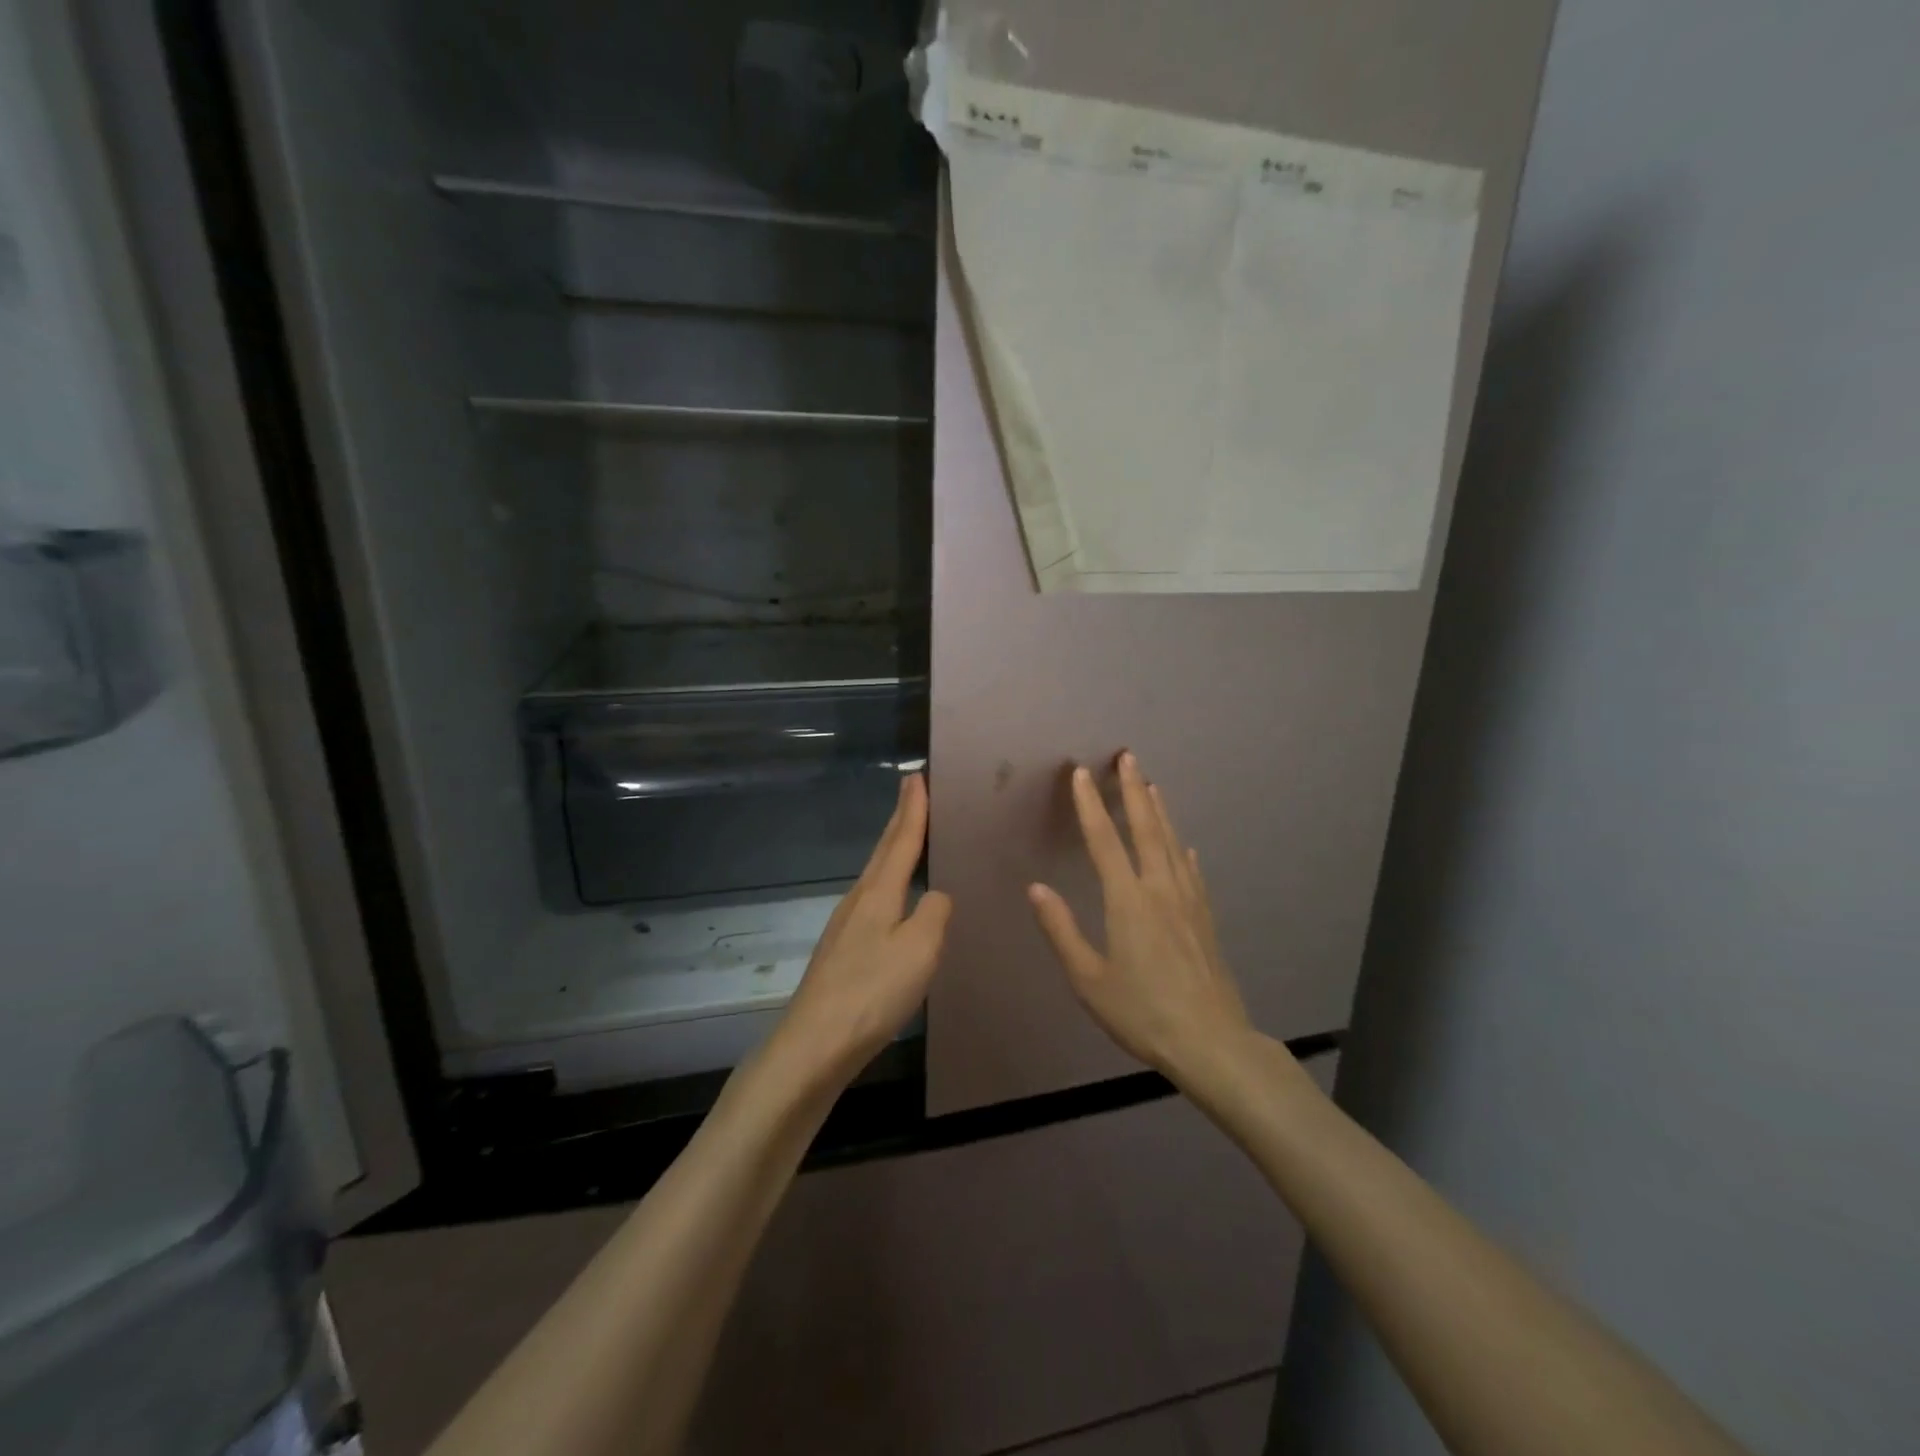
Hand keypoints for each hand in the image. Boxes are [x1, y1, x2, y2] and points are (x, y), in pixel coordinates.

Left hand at [771, 774, 952, 1083]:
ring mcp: (845, 927)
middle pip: (883, 852)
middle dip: (899, 820)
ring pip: (875, 876)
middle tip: (911, 791)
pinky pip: (872, 902)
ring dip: (892, 851)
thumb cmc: (872, 991)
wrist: (815, 1044)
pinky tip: (894, 901)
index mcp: (878, 893)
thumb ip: (934, 913)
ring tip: (906, 837)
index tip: (916, 777)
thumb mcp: (920, 949)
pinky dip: (888, 884)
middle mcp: (858, 901)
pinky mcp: (842, 952)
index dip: (913, 809)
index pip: (902, 841)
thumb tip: (935, 897)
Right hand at [1028, 753, 1252, 1080]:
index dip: (1090, 805)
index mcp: (1128, 901)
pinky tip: (1184, 846)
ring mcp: (1189, 901)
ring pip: (1172, 843)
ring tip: (1152, 785)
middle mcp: (1160, 889)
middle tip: (1128, 757)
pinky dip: (1183, 851)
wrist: (1212, 1042)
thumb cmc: (1142, 1012)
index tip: (1081, 774)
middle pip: (1146, 829)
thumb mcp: (1089, 979)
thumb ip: (1061, 930)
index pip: (1104, 841)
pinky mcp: (1206, 918)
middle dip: (1134, 790)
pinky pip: (1192, 872)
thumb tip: (1036, 889)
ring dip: (1160, 811)